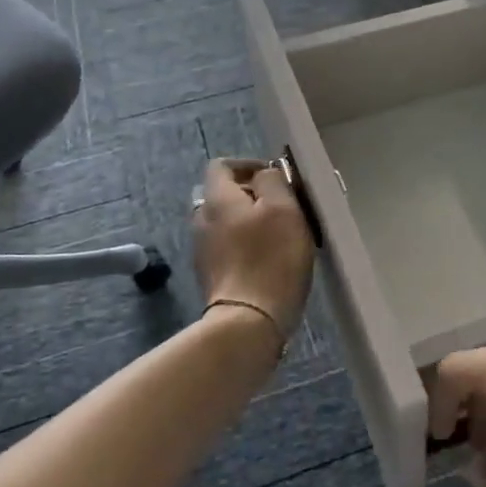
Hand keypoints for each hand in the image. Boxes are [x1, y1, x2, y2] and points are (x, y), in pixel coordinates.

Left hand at [193, 159, 313, 343]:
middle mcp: (202, 219)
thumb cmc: (270, 258)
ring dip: (251, 221)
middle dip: (253, 195)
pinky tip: (268, 259)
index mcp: (217, 198)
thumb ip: (272, 181)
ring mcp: (203, 249)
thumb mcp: (283, 208)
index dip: (249, 165)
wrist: (249, 321)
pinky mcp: (211, 275)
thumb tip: (263, 176)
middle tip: (283, 206)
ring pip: (227, 222)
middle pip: (224, 194)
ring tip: (280, 234)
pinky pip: (228, 247)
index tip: (276, 178)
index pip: (222, 165)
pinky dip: (246, 244)